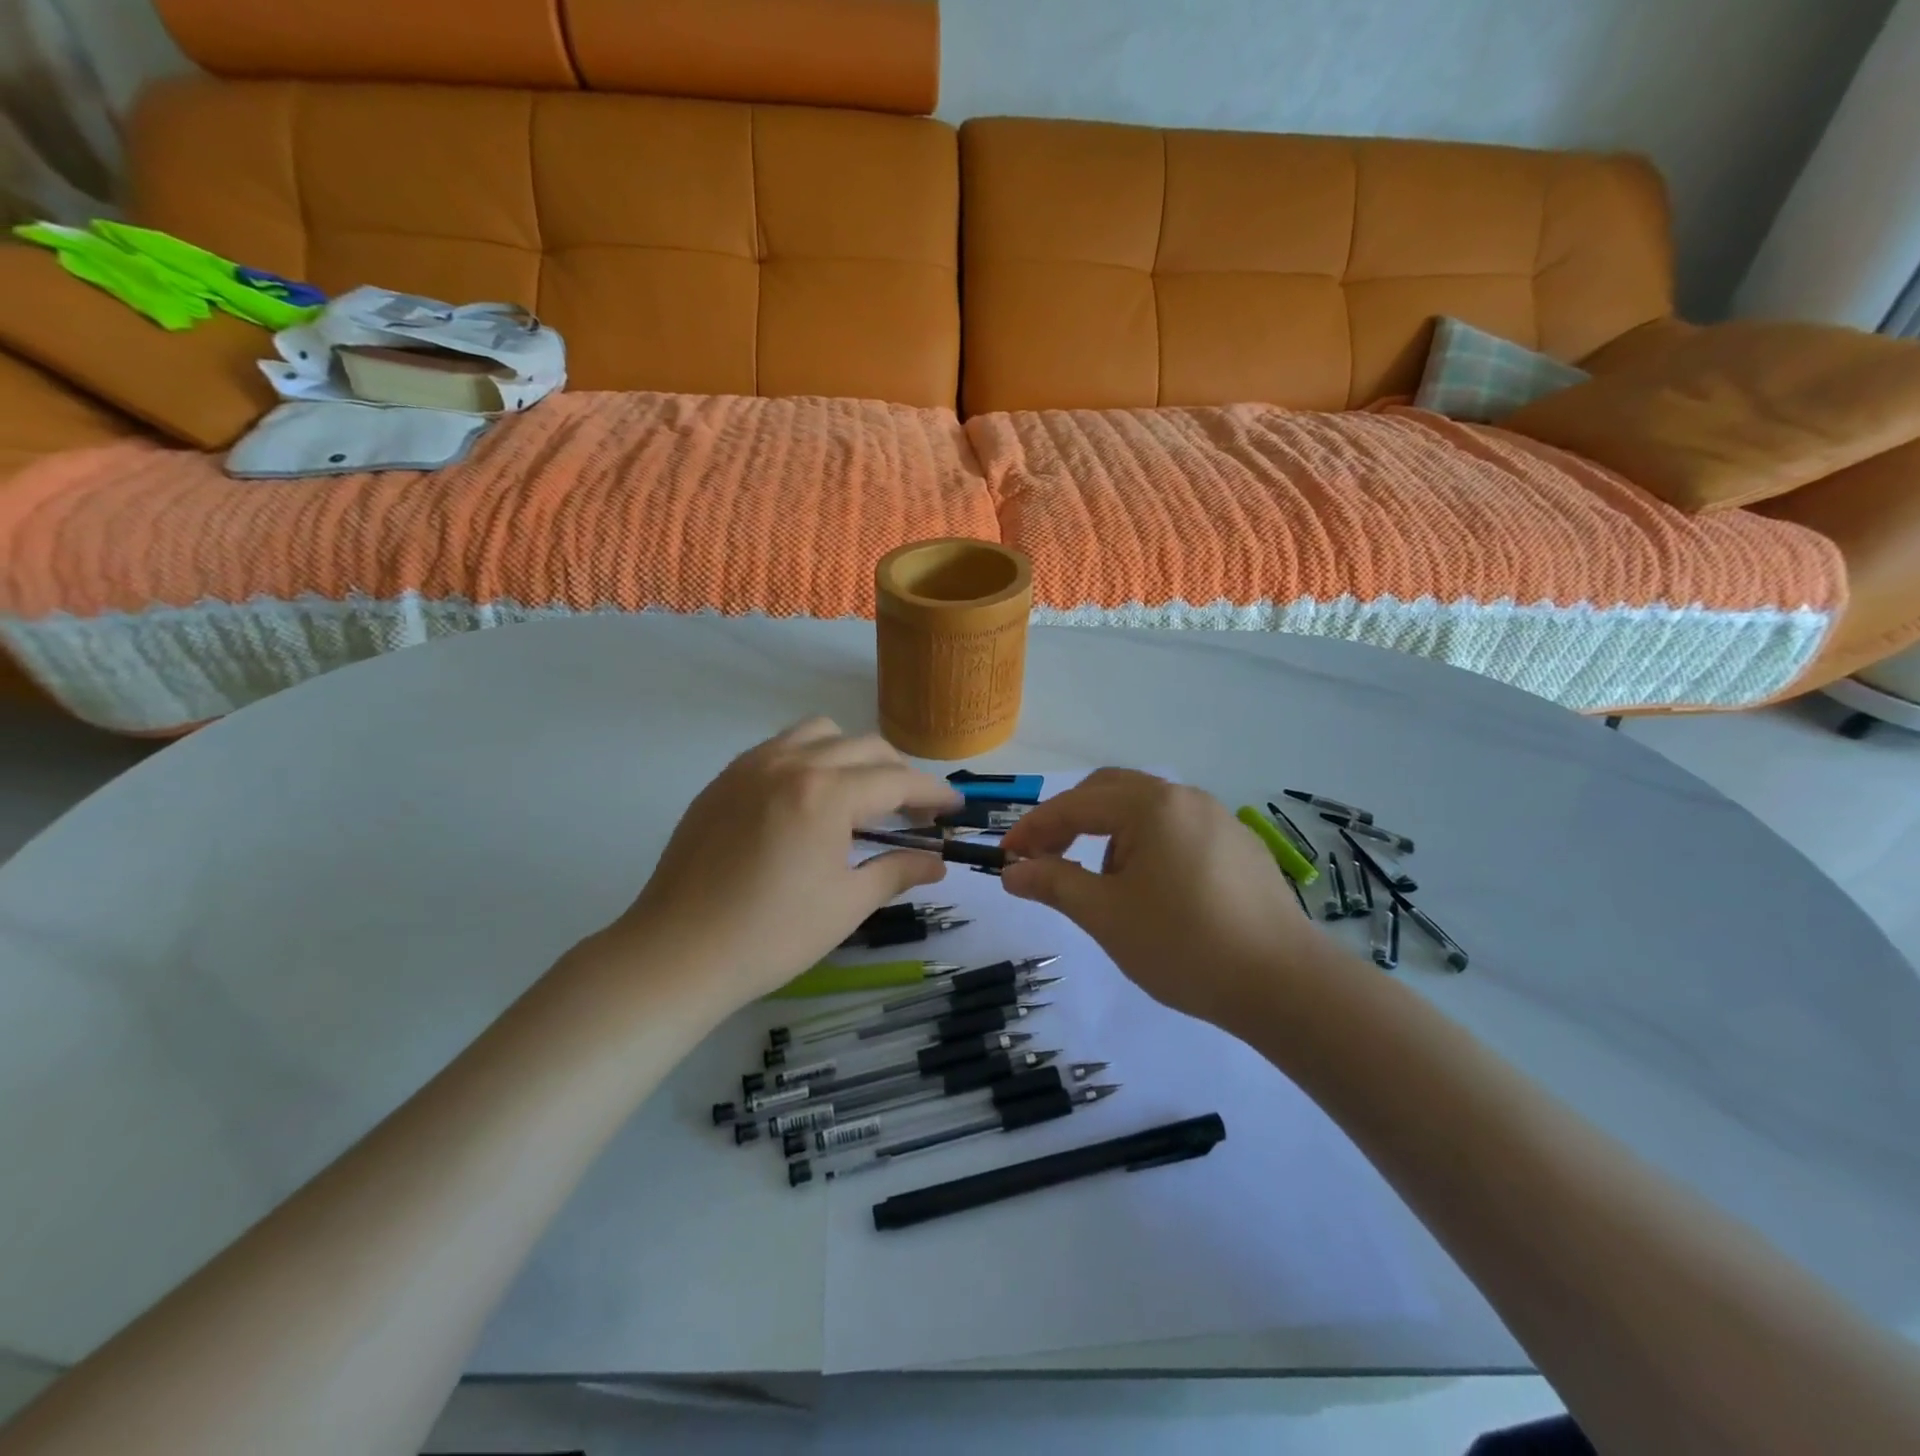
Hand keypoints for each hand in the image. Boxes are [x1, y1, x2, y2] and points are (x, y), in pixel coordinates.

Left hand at [605, 718, 962, 1009]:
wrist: (677, 953)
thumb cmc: (771, 935)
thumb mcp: (846, 905)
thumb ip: (897, 871)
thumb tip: (937, 863)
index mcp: (826, 793)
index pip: (896, 780)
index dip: (932, 793)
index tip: (954, 808)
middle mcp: (791, 763)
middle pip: (864, 747)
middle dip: (899, 773)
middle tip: (913, 811)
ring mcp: (751, 765)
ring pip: (819, 733)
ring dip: (852, 755)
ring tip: (859, 795)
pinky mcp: (724, 779)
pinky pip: (780, 747)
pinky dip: (810, 758)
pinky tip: (808, 800)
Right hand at [999, 770, 1325, 1026]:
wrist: (1283, 984)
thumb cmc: (1183, 945)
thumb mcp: (1106, 916)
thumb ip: (1054, 884)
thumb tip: (1012, 872)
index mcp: (1150, 806)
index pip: (1075, 805)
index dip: (1034, 829)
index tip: (1006, 856)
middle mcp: (1184, 798)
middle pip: (1109, 791)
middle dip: (1070, 820)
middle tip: (1045, 857)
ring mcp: (1216, 819)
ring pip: (1144, 809)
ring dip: (1107, 833)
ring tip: (1098, 880)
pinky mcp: (1238, 845)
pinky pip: (1175, 828)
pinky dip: (1144, 844)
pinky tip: (1148, 887)